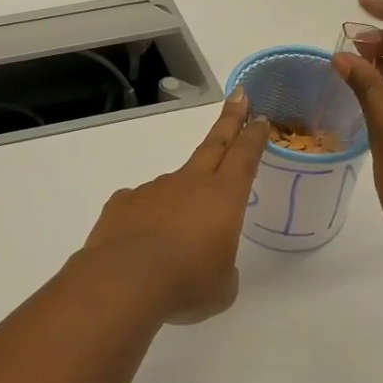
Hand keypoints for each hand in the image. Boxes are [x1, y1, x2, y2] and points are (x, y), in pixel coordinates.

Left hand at [81, 91, 268, 323]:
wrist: (125, 281)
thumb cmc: (187, 283)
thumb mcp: (222, 286)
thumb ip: (221, 267)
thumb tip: (206, 261)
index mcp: (223, 197)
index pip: (245, 156)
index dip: (254, 136)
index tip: (260, 116)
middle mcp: (189, 183)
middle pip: (214, 144)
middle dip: (230, 120)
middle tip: (239, 96)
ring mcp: (152, 189)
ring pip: (173, 186)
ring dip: (179, 202)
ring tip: (173, 245)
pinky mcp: (122, 203)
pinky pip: (141, 206)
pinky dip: (145, 219)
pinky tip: (140, 244)